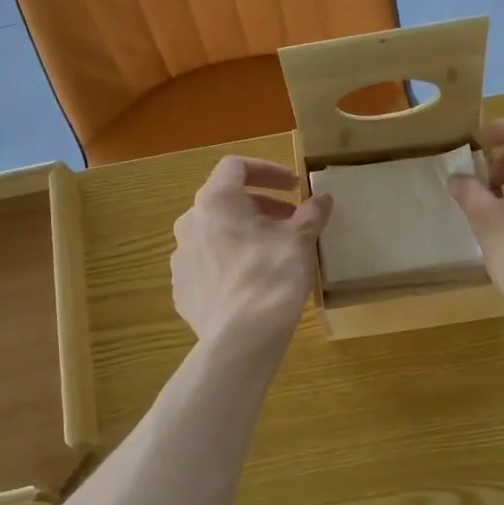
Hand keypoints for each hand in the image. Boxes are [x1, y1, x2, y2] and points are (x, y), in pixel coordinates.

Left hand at [172, 156, 332, 351]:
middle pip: (226, 202)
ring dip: (244, 235)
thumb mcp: (299, 241)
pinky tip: (252, 283)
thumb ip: (310, 214)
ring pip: (214, 234)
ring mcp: (181, 258)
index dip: (268, 171)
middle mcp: (190, 223)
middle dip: (261, 206)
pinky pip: (207, 265)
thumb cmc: (271, 276)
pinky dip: (229, 263)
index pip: (236, 167)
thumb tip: (322, 198)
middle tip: (290, 222)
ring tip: (273, 253)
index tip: (294, 187)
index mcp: (216, 201)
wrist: (240, 338)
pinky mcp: (182, 289)